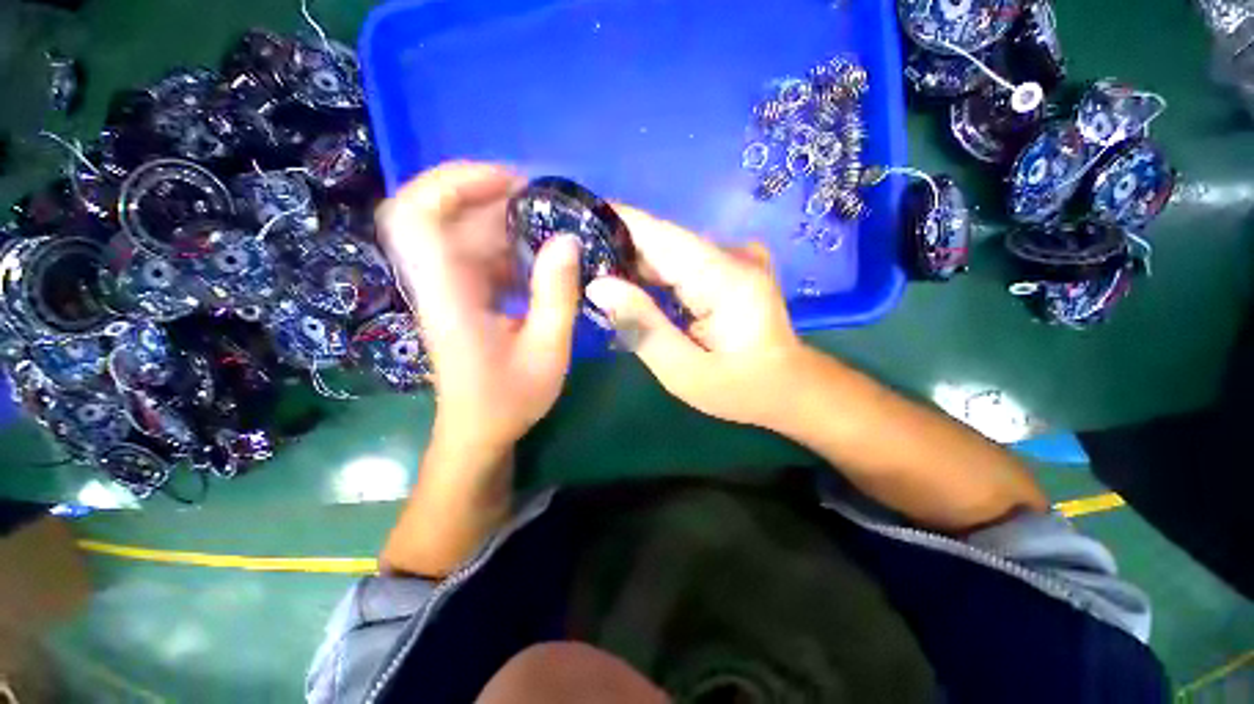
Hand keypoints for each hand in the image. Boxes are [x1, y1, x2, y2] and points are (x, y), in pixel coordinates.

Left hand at [379, 162, 581, 456]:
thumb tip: (568, 239)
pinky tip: (540, 260)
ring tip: (550, 229)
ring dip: (504, 222)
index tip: (509, 182)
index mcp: (448, 296)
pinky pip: (479, 254)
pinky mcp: (462, 296)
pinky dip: (509, 247)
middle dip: (491, 196)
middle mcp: (439, 283)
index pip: (418, 216)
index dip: (454, 182)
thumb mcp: (547, 351)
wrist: (478, 430)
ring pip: (463, 231)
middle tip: (543, 204)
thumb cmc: (509, 399)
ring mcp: (449, 288)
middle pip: (441, 213)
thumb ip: (557, 296)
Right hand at [585, 206, 808, 428]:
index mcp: (724, 276)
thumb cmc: (740, 389)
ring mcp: (733, 256)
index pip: (657, 233)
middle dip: (615, 250)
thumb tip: (598, 285)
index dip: (613, 222)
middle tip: (573, 267)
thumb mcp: (684, 371)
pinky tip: (628, 290)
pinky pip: (680, 262)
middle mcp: (730, 254)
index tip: (571, 221)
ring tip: (592, 279)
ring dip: (631, 264)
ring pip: (667, 251)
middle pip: (660, 240)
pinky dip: (652, 275)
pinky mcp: (730, 266)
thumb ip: (642, 327)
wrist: (790, 387)